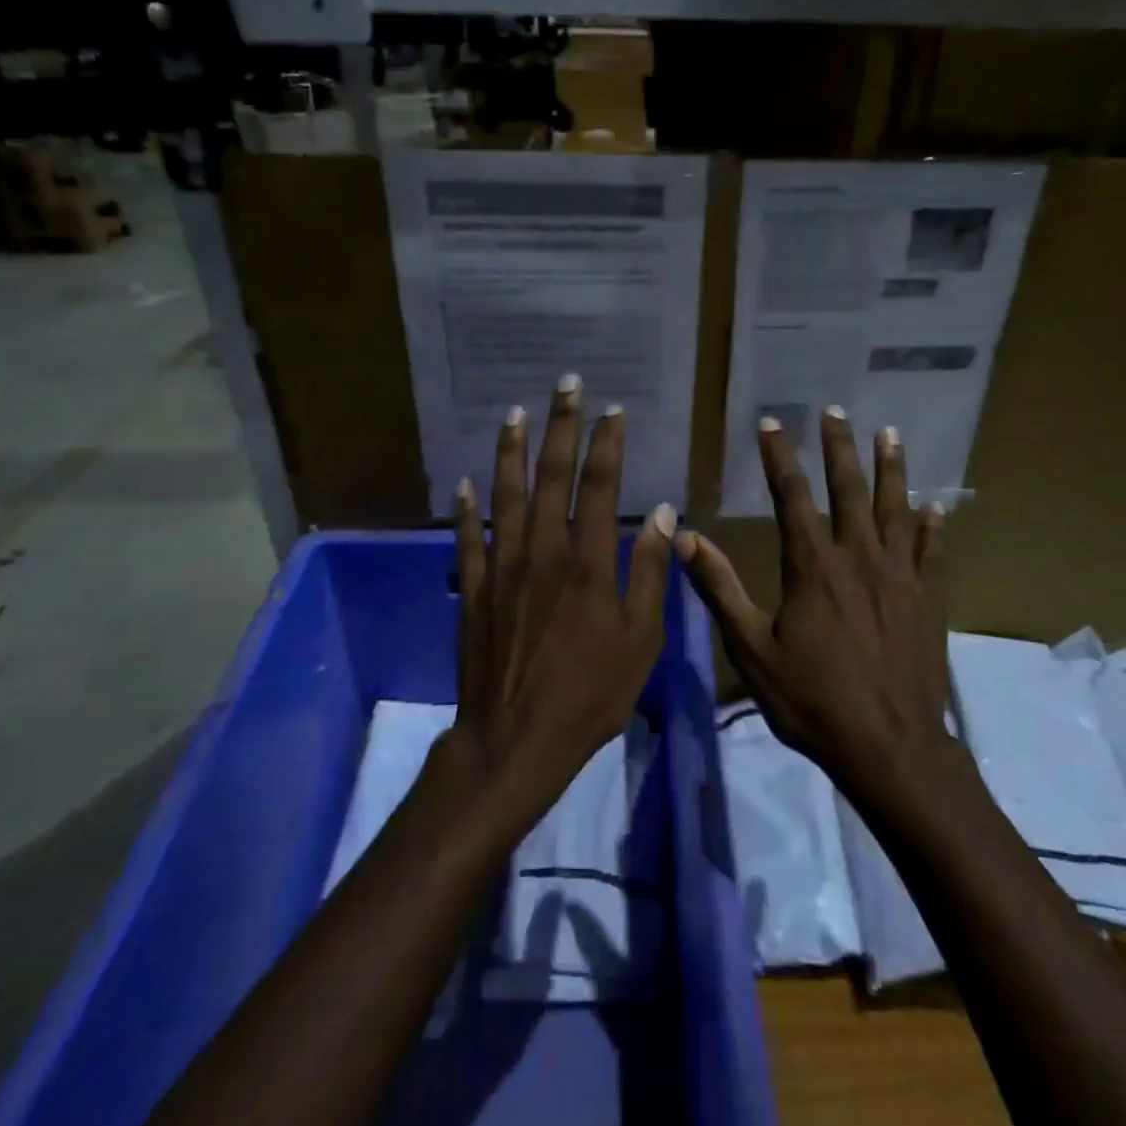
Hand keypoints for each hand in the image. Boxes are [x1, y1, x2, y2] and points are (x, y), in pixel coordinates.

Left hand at [449, 374, 675, 824]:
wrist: (516, 740)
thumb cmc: (590, 694)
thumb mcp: (640, 640)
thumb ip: (649, 572)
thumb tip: (661, 512)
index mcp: (587, 563)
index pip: (599, 486)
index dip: (606, 444)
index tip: (613, 411)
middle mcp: (541, 552)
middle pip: (550, 476)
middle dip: (561, 427)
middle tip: (567, 385)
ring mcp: (501, 568)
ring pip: (506, 495)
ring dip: (512, 451)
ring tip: (515, 413)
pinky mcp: (473, 590)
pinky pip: (468, 539)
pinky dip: (466, 508)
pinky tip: (464, 483)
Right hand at [677, 407, 949, 789]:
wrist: (890, 749)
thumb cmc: (813, 701)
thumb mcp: (751, 650)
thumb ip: (720, 590)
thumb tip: (685, 538)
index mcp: (813, 568)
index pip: (792, 497)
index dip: (780, 458)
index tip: (773, 424)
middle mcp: (859, 559)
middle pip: (849, 490)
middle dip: (840, 447)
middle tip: (835, 411)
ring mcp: (900, 577)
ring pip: (896, 509)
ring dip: (892, 469)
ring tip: (890, 433)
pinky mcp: (928, 600)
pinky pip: (933, 553)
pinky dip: (934, 527)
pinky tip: (937, 508)